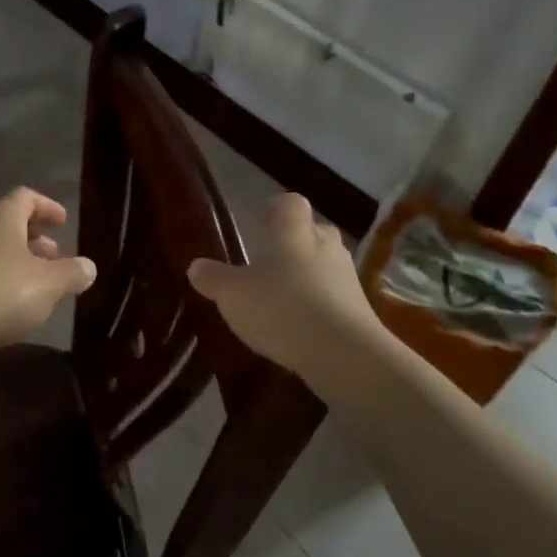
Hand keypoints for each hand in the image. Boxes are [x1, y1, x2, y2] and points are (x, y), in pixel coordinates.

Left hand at [0, 187, 96, 359]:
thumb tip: (88, 266)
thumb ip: (71, 273)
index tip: (63, 221)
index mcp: (1, 217)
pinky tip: (7, 306)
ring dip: (15, 261)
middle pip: (7, 223)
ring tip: (35, 285)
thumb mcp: (47, 285)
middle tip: (54, 256)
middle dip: (33, 237)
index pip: (26, 197)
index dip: (47, 206)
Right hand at [187, 193, 387, 385]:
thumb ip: (214, 278)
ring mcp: (347, 275)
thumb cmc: (281, 308)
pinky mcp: (361, 308)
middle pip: (311, 232)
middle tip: (269, 264)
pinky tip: (302, 328)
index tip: (261, 224)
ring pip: (325, 265)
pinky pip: (335, 297)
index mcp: (293, 230)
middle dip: (292, 245)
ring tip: (283, 300)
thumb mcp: (233, 295)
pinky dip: (320, 305)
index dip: (275, 210)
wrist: (342, 353)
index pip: (289, 203)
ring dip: (307, 277)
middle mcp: (325, 243)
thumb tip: (196, 266)